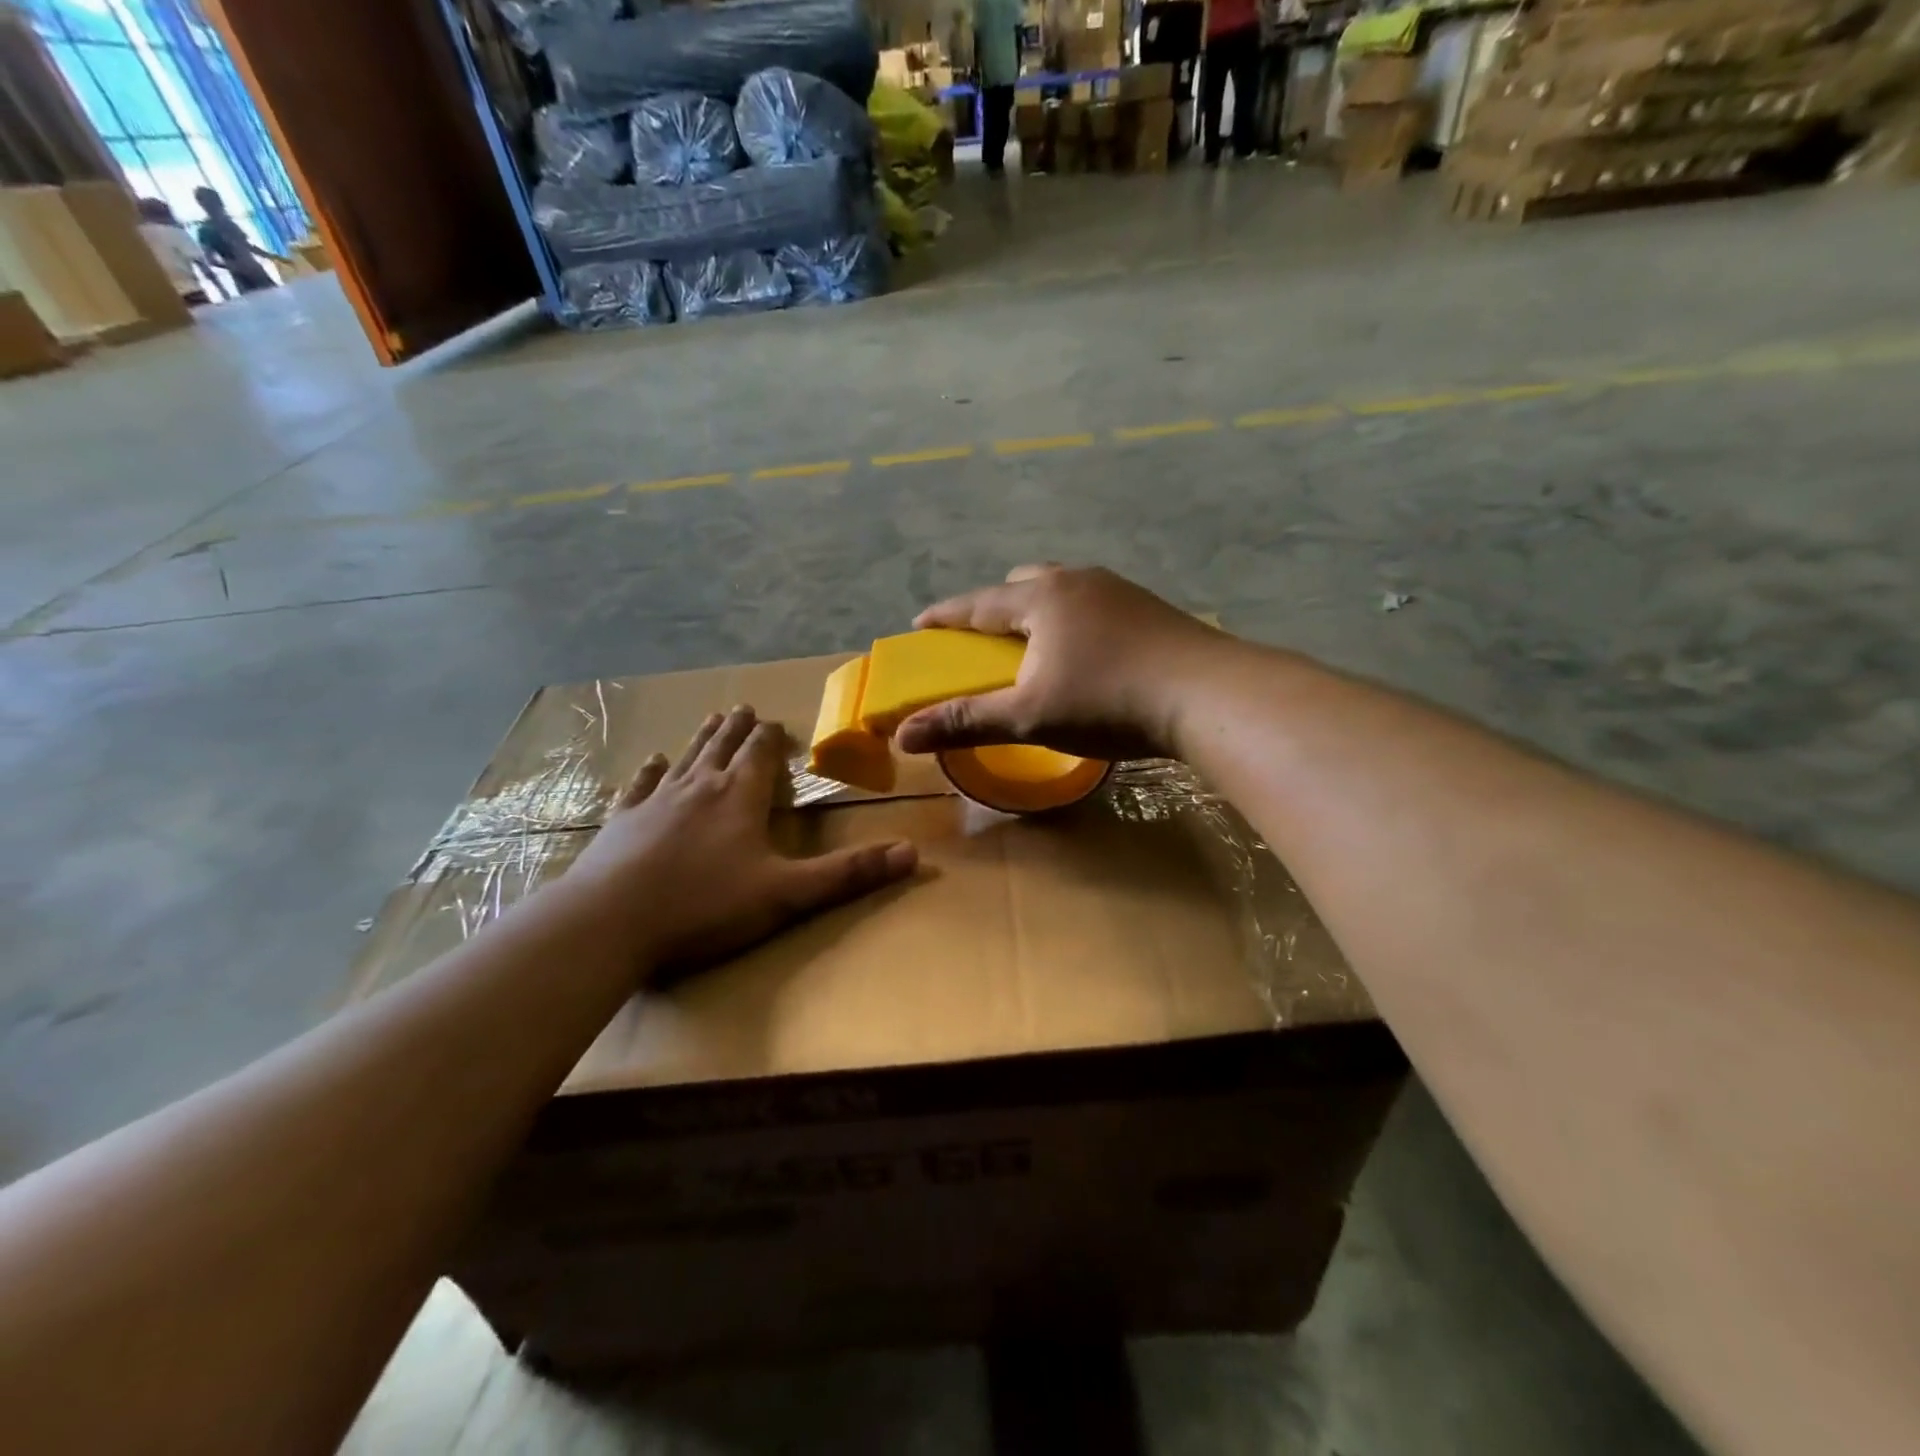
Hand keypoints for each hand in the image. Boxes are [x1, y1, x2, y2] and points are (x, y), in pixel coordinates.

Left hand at [569, 707, 916, 977]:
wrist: (609, 924)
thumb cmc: (704, 907)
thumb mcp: (786, 895)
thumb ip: (848, 874)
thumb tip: (912, 853)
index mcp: (740, 798)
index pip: (761, 756)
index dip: (772, 739)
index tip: (776, 721)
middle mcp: (699, 788)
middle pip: (723, 748)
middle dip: (738, 729)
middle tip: (745, 708)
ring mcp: (656, 803)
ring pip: (686, 760)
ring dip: (702, 739)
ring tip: (712, 718)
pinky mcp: (622, 823)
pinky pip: (641, 787)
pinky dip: (650, 772)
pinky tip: (652, 761)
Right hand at [893, 565, 1229, 761]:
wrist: (1207, 695)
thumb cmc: (1107, 701)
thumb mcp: (1028, 716)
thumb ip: (966, 721)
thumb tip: (904, 735)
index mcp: (1040, 596)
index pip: (977, 602)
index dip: (944, 617)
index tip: (919, 625)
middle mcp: (1076, 580)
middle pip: (1021, 584)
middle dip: (995, 608)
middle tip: (984, 639)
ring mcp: (1118, 589)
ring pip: (1063, 592)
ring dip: (1039, 613)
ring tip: (1036, 646)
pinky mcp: (1150, 607)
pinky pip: (1094, 606)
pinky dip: (1074, 622)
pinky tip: (1088, 653)